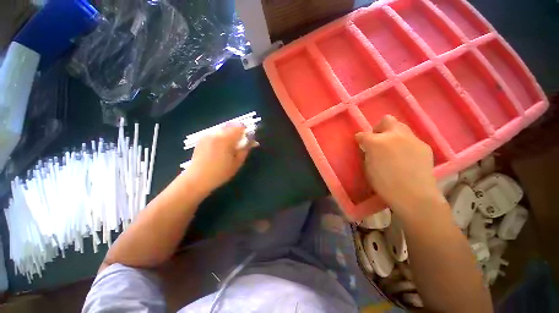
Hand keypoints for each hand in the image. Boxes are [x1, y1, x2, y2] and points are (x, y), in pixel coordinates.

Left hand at [185, 123, 255, 192]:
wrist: (197, 179)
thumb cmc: (220, 173)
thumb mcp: (237, 163)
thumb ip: (245, 149)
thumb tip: (252, 141)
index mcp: (225, 139)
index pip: (240, 126)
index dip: (246, 131)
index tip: (248, 139)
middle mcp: (216, 133)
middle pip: (231, 125)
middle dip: (238, 132)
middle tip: (239, 143)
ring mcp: (207, 135)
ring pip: (223, 128)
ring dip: (229, 134)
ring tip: (229, 147)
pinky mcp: (202, 138)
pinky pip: (216, 133)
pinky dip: (221, 136)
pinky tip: (220, 148)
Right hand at [356, 115, 439, 213]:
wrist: (414, 195)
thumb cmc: (384, 184)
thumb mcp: (368, 168)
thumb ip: (367, 153)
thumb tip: (368, 148)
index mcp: (376, 142)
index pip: (363, 134)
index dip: (360, 138)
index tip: (360, 142)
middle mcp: (394, 135)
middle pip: (386, 120)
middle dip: (379, 128)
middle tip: (378, 140)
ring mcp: (412, 139)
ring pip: (401, 126)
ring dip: (393, 134)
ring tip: (393, 147)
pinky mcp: (424, 145)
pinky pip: (412, 139)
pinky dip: (405, 144)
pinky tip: (406, 156)